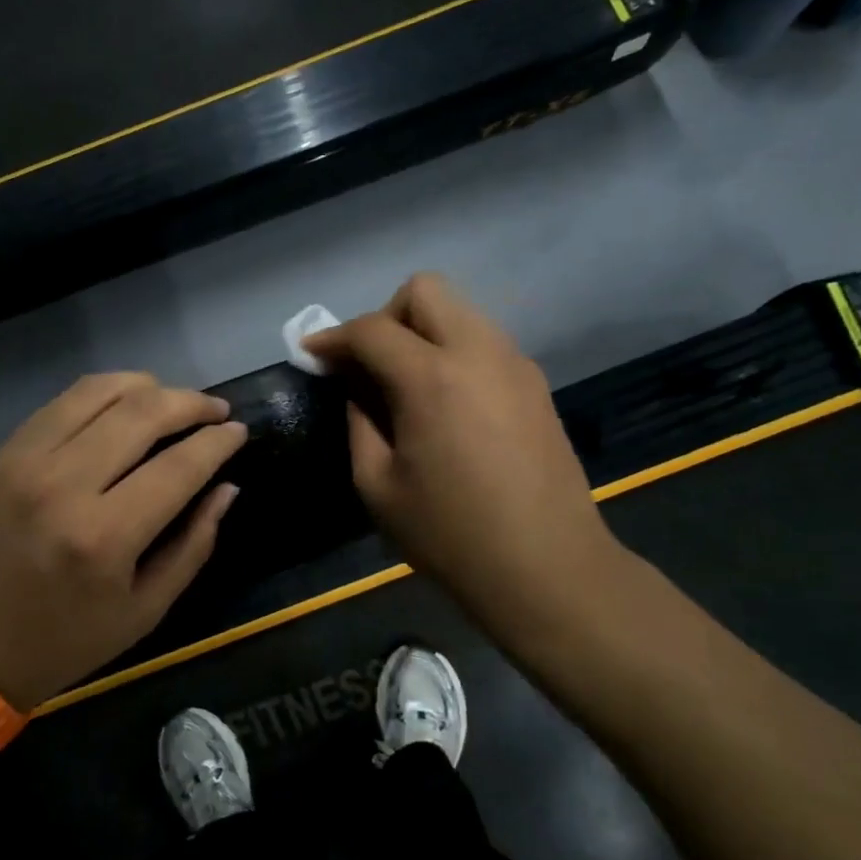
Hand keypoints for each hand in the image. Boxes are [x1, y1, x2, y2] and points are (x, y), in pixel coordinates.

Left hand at [0, 373, 246, 710]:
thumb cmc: (60, 643)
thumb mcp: (143, 612)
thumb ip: (193, 545)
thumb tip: (226, 487)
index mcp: (104, 538)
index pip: (179, 466)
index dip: (218, 441)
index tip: (239, 431)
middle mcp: (64, 485)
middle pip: (143, 413)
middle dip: (191, 403)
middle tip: (215, 410)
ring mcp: (26, 461)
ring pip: (101, 391)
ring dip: (149, 386)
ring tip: (173, 400)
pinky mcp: (1, 452)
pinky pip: (62, 401)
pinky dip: (104, 392)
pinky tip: (124, 403)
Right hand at [303, 274, 623, 629]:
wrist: (549, 568)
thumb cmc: (452, 535)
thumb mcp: (378, 485)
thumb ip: (359, 423)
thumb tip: (358, 388)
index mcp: (433, 378)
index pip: (372, 329)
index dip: (333, 338)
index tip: (311, 355)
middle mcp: (479, 352)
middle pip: (424, 291)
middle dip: (385, 317)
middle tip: (369, 366)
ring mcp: (515, 364)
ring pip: (459, 311)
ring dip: (422, 332)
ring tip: (406, 386)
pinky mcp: (536, 383)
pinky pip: (483, 342)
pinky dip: (453, 352)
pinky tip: (446, 403)